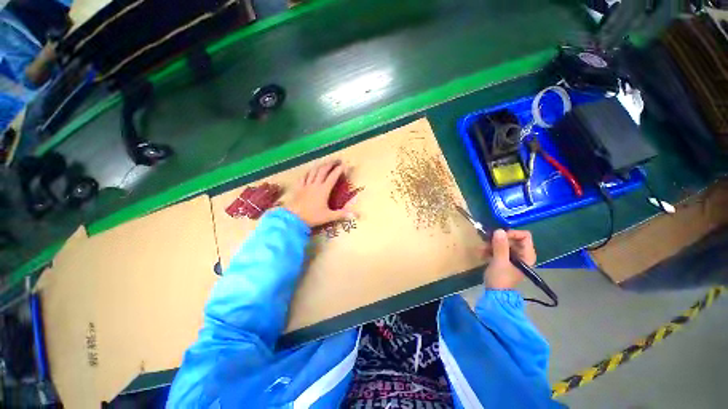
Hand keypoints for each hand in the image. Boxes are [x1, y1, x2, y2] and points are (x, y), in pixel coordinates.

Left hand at [285, 160, 354, 227]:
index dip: (339, 170)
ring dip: (320, 165)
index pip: (333, 177)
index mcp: (324, 190)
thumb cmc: (312, 217)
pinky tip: (309, 171)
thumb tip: (355, 215)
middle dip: (330, 164)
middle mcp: (315, 184)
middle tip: (336, 160)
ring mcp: (306, 185)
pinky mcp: (298, 188)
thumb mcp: (328, 216)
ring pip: (313, 171)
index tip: (345, 164)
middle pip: (323, 170)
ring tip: (325, 163)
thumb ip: (342, 214)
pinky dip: (308, 172)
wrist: (293, 218)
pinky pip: (303, 177)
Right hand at [483, 229, 535, 288]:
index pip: (524, 236)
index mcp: (526, 255)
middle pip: (512, 238)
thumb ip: (500, 246)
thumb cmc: (500, 278)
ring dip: (491, 244)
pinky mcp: (504, 259)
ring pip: (503, 243)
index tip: (498, 237)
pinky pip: (498, 249)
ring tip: (481, 249)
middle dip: (498, 239)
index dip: (512, 234)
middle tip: (486, 242)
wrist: (495, 293)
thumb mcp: (499, 261)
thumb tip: (499, 230)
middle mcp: (522, 254)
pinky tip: (481, 253)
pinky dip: (489, 249)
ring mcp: (513, 257)